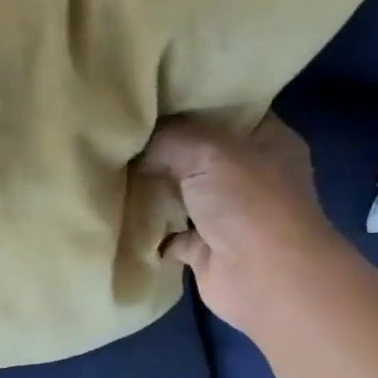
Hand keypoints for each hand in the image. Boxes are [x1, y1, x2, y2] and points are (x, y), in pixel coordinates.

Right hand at [139, 113, 343, 334]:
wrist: (265, 278)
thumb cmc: (248, 203)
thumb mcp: (207, 149)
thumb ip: (170, 138)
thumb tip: (141, 146)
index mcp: (266, 140)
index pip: (227, 110)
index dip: (190, 103)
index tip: (148, 100)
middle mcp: (249, 174)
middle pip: (198, 153)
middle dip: (162, 148)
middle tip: (122, 136)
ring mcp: (227, 213)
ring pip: (181, 193)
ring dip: (153, 189)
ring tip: (111, 171)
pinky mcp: (206, 248)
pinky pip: (169, 232)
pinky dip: (149, 229)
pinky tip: (120, 214)